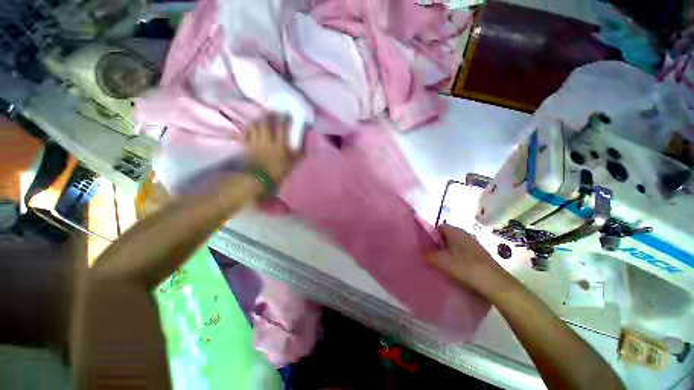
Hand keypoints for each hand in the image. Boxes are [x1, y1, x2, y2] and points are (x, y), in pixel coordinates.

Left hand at [245, 114, 296, 183]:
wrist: (259, 180)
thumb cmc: (278, 173)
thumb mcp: (293, 164)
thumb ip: (300, 153)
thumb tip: (305, 142)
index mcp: (280, 145)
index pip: (283, 128)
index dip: (285, 119)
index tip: (287, 113)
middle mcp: (267, 141)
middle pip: (266, 123)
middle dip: (269, 115)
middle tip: (272, 111)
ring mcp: (255, 142)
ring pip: (255, 126)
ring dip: (259, 120)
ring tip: (262, 118)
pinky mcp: (247, 146)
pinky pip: (246, 133)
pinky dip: (248, 129)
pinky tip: (251, 128)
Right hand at [427, 225, 508, 294]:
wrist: (495, 283)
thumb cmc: (466, 268)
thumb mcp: (443, 262)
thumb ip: (429, 255)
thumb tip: (420, 252)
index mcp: (455, 232)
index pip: (439, 227)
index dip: (431, 234)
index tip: (425, 245)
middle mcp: (465, 234)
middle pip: (446, 235)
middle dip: (438, 244)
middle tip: (431, 255)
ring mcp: (473, 244)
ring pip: (455, 244)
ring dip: (447, 251)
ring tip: (441, 263)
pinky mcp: (479, 254)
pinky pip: (462, 251)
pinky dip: (457, 257)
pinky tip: (455, 268)